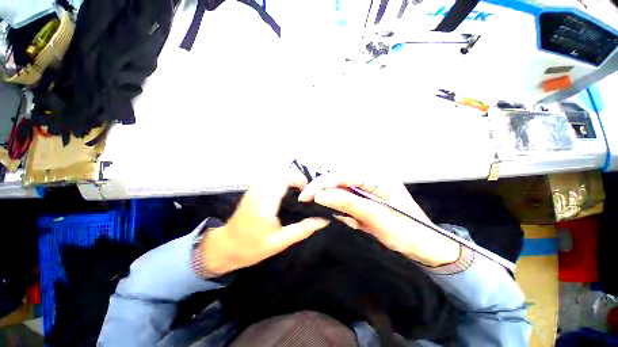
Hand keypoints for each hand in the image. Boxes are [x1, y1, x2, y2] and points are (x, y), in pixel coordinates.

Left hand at [199, 170, 329, 274]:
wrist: (226, 246)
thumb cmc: (252, 247)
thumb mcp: (281, 242)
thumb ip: (303, 229)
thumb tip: (324, 220)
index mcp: (265, 202)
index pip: (284, 178)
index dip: (299, 180)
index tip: (309, 192)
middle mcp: (259, 190)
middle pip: (282, 171)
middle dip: (297, 177)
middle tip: (306, 192)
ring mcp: (255, 187)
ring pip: (276, 171)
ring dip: (290, 177)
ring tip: (299, 191)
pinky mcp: (253, 188)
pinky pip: (271, 175)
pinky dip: (283, 178)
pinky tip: (287, 190)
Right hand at [297, 174, 460, 266]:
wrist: (424, 245)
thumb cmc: (406, 230)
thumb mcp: (376, 217)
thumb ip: (348, 203)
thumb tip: (320, 195)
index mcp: (377, 176)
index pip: (343, 175)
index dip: (323, 183)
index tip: (306, 196)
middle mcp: (370, 178)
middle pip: (339, 179)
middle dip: (322, 188)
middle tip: (306, 200)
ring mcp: (367, 188)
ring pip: (340, 188)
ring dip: (328, 197)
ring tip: (313, 204)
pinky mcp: (364, 198)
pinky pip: (345, 198)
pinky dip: (337, 206)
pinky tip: (331, 211)